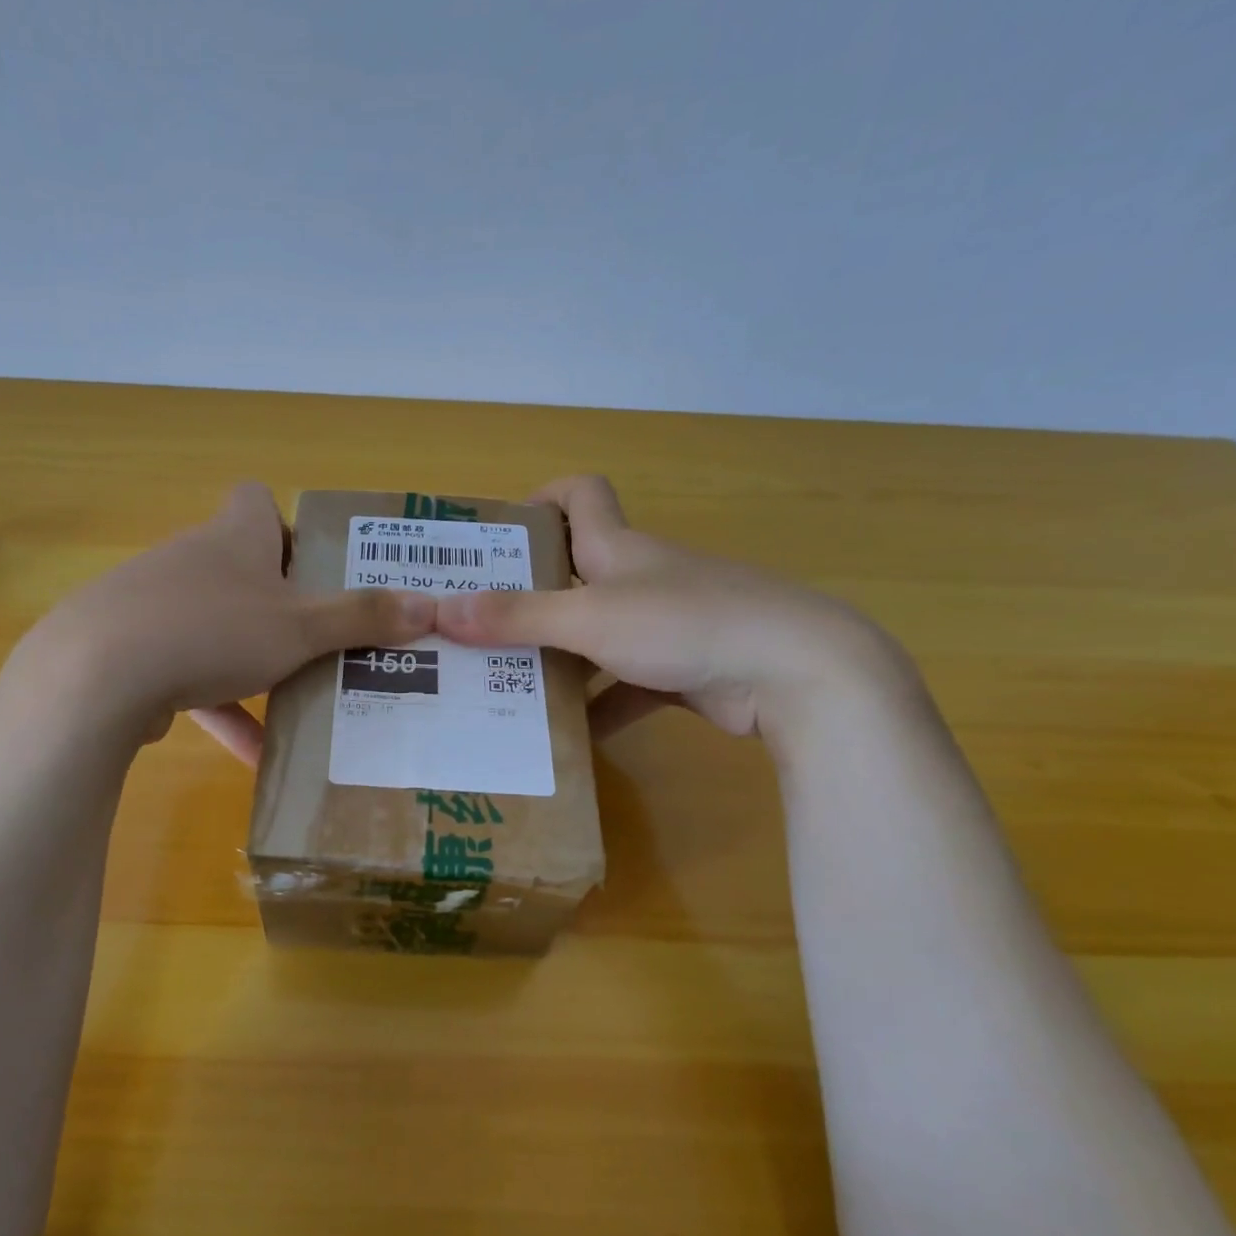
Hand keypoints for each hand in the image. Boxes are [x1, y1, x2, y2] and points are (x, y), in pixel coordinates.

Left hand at [9, 482, 435, 759]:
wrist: (96, 676)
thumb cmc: (213, 630)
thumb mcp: (300, 627)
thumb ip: (362, 617)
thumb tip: (430, 605)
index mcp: (234, 536)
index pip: (256, 500)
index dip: (288, 525)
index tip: (316, 567)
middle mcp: (192, 559)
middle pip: (242, 569)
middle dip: (282, 605)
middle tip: (322, 641)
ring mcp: (155, 605)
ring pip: (216, 626)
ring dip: (253, 661)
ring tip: (297, 700)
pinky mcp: (132, 652)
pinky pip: (188, 673)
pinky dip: (220, 706)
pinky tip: (250, 752)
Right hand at [435, 475, 917, 744]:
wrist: (795, 671)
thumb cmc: (685, 623)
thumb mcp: (590, 619)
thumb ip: (517, 617)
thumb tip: (440, 610)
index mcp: (619, 548)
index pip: (582, 495)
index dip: (541, 500)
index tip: (498, 535)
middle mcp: (640, 578)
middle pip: (576, 574)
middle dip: (527, 597)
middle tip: (475, 627)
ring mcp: (665, 626)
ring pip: (596, 638)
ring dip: (557, 661)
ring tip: (504, 689)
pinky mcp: (683, 670)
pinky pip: (625, 686)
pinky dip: (599, 708)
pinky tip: (567, 741)